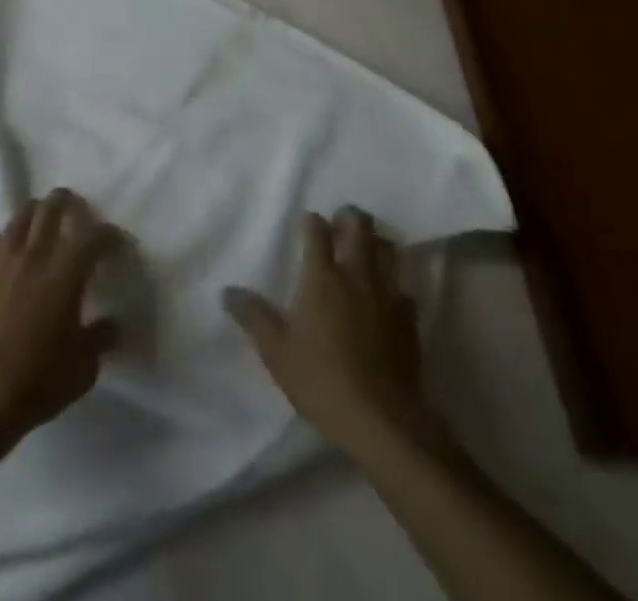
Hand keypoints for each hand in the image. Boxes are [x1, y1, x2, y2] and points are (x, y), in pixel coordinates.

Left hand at [0, 189, 122, 448]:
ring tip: (40, 217)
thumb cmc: (38, 382)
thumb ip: (100, 339)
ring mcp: (1, 265)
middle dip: (66, 202)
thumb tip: (112, 325)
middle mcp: (34, 258)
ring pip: (18, 219)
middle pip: (50, 210)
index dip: (108, 234)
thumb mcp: (83, 368)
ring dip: (33, 213)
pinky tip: (3, 249)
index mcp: (65, 275)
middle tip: (74, 206)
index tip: (116, 241)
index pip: (93, 237)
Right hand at [225, 206, 428, 452]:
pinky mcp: (409, 317)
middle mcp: (356, 273)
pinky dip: (394, 282)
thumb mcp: (277, 352)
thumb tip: (228, 291)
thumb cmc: (322, 380)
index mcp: (322, 276)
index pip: (316, 229)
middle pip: (359, 224)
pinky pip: (403, 285)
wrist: (382, 420)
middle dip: (349, 217)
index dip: (310, 221)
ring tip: (364, 252)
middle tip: (338, 228)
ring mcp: (387, 293)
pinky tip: (386, 297)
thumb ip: (254, 317)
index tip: (305, 226)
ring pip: (388, 247)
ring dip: (375, 242)